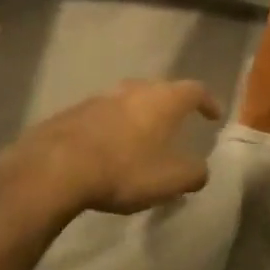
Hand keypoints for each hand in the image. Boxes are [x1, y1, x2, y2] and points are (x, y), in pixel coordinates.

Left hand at [0, 79, 224, 217]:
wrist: (56, 167)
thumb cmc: (125, 169)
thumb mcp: (170, 180)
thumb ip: (194, 174)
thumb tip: (201, 170)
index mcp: (164, 99)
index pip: (195, 90)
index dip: (207, 102)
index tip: (213, 116)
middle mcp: (135, 89)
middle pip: (160, 90)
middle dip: (171, 106)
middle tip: (177, 125)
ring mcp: (101, 97)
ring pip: (129, 101)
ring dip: (139, 116)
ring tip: (142, 139)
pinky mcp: (74, 112)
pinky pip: (103, 116)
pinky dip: (113, 127)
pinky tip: (109, 149)